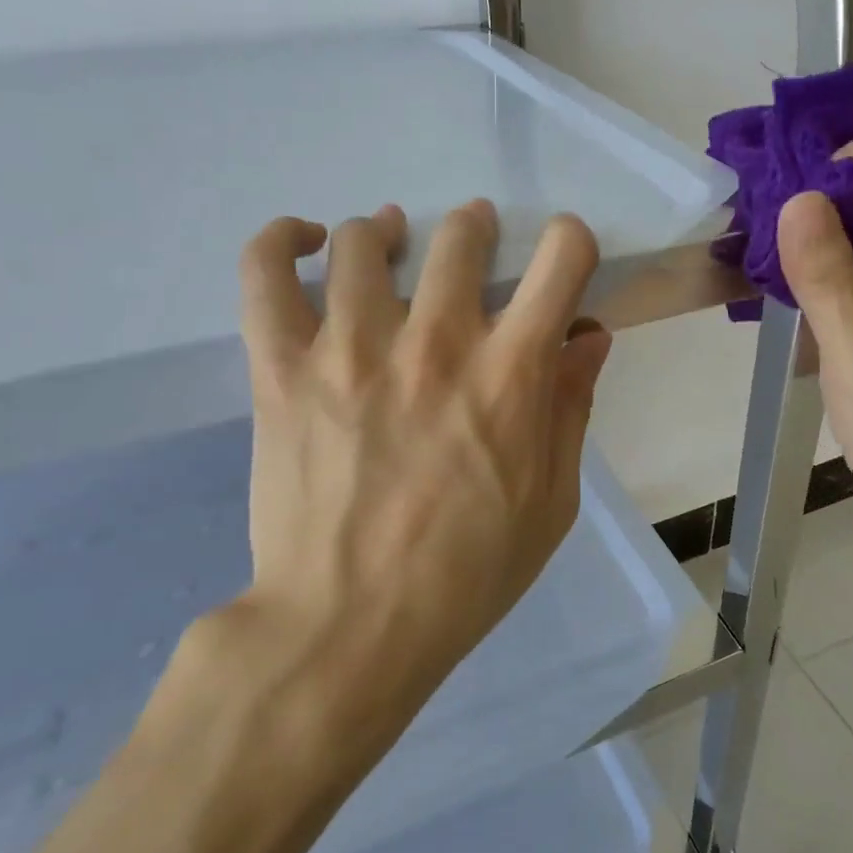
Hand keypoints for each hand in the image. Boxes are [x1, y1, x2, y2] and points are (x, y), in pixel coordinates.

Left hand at [198, 201, 611, 768]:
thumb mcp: (552, 503)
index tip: (562, 262)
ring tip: (387, 241)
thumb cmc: (468, 573)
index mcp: (511, 373)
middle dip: (477, 227)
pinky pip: (264, 275)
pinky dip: (279, 241)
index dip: (572, 243)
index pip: (563, 260)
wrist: (350, 625)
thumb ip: (571, 409)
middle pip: (461, 235)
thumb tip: (589, 339)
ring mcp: (350, 349)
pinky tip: (301, 241)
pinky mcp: (281, 369)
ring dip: (386, 232)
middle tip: (473, 241)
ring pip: (363, 242)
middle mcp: (436, 341)